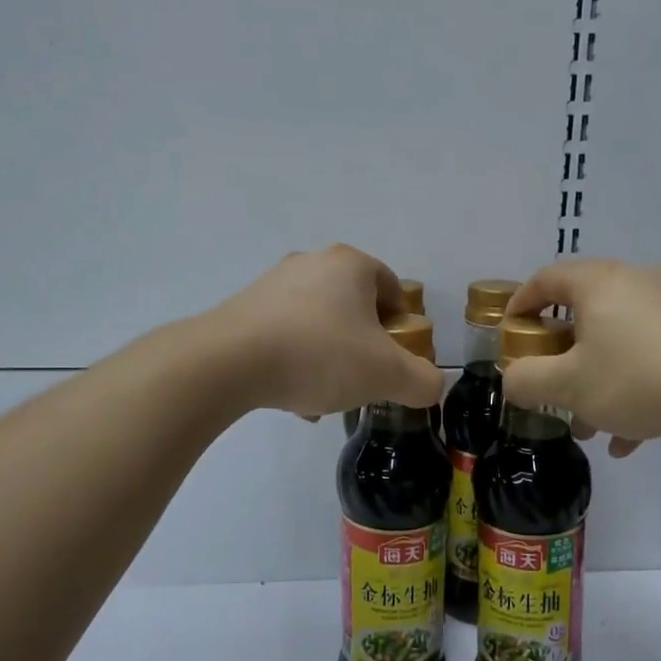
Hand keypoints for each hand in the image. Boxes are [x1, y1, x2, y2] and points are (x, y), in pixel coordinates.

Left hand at [208, 246, 443, 418]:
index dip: (402, 327)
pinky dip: (295, 361)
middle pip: (354, 308)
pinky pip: (284, 334)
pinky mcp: (243, 308)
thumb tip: (432, 386)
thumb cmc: (320, 355)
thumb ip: (423, 382)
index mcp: (351, 264)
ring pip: (319, 324)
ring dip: (328, 358)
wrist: (228, 362)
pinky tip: (292, 396)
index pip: (393, 289)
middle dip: (363, 347)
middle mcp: (312, 263)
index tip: (395, 360)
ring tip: (323, 397)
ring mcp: (273, 282)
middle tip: (362, 380)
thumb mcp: (387, 375)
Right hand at [502, 259, 660, 451]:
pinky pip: (650, 357)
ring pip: (617, 343)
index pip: (546, 279)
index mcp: (598, 283)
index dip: (520, 304)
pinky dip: (632, 389)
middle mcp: (635, 283)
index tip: (511, 335)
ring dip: (596, 382)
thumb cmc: (637, 377)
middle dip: (560, 360)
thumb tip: (512, 379)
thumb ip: (527, 381)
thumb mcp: (568, 385)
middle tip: (550, 390)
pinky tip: (628, 438)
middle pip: (582, 315)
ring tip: (590, 428)